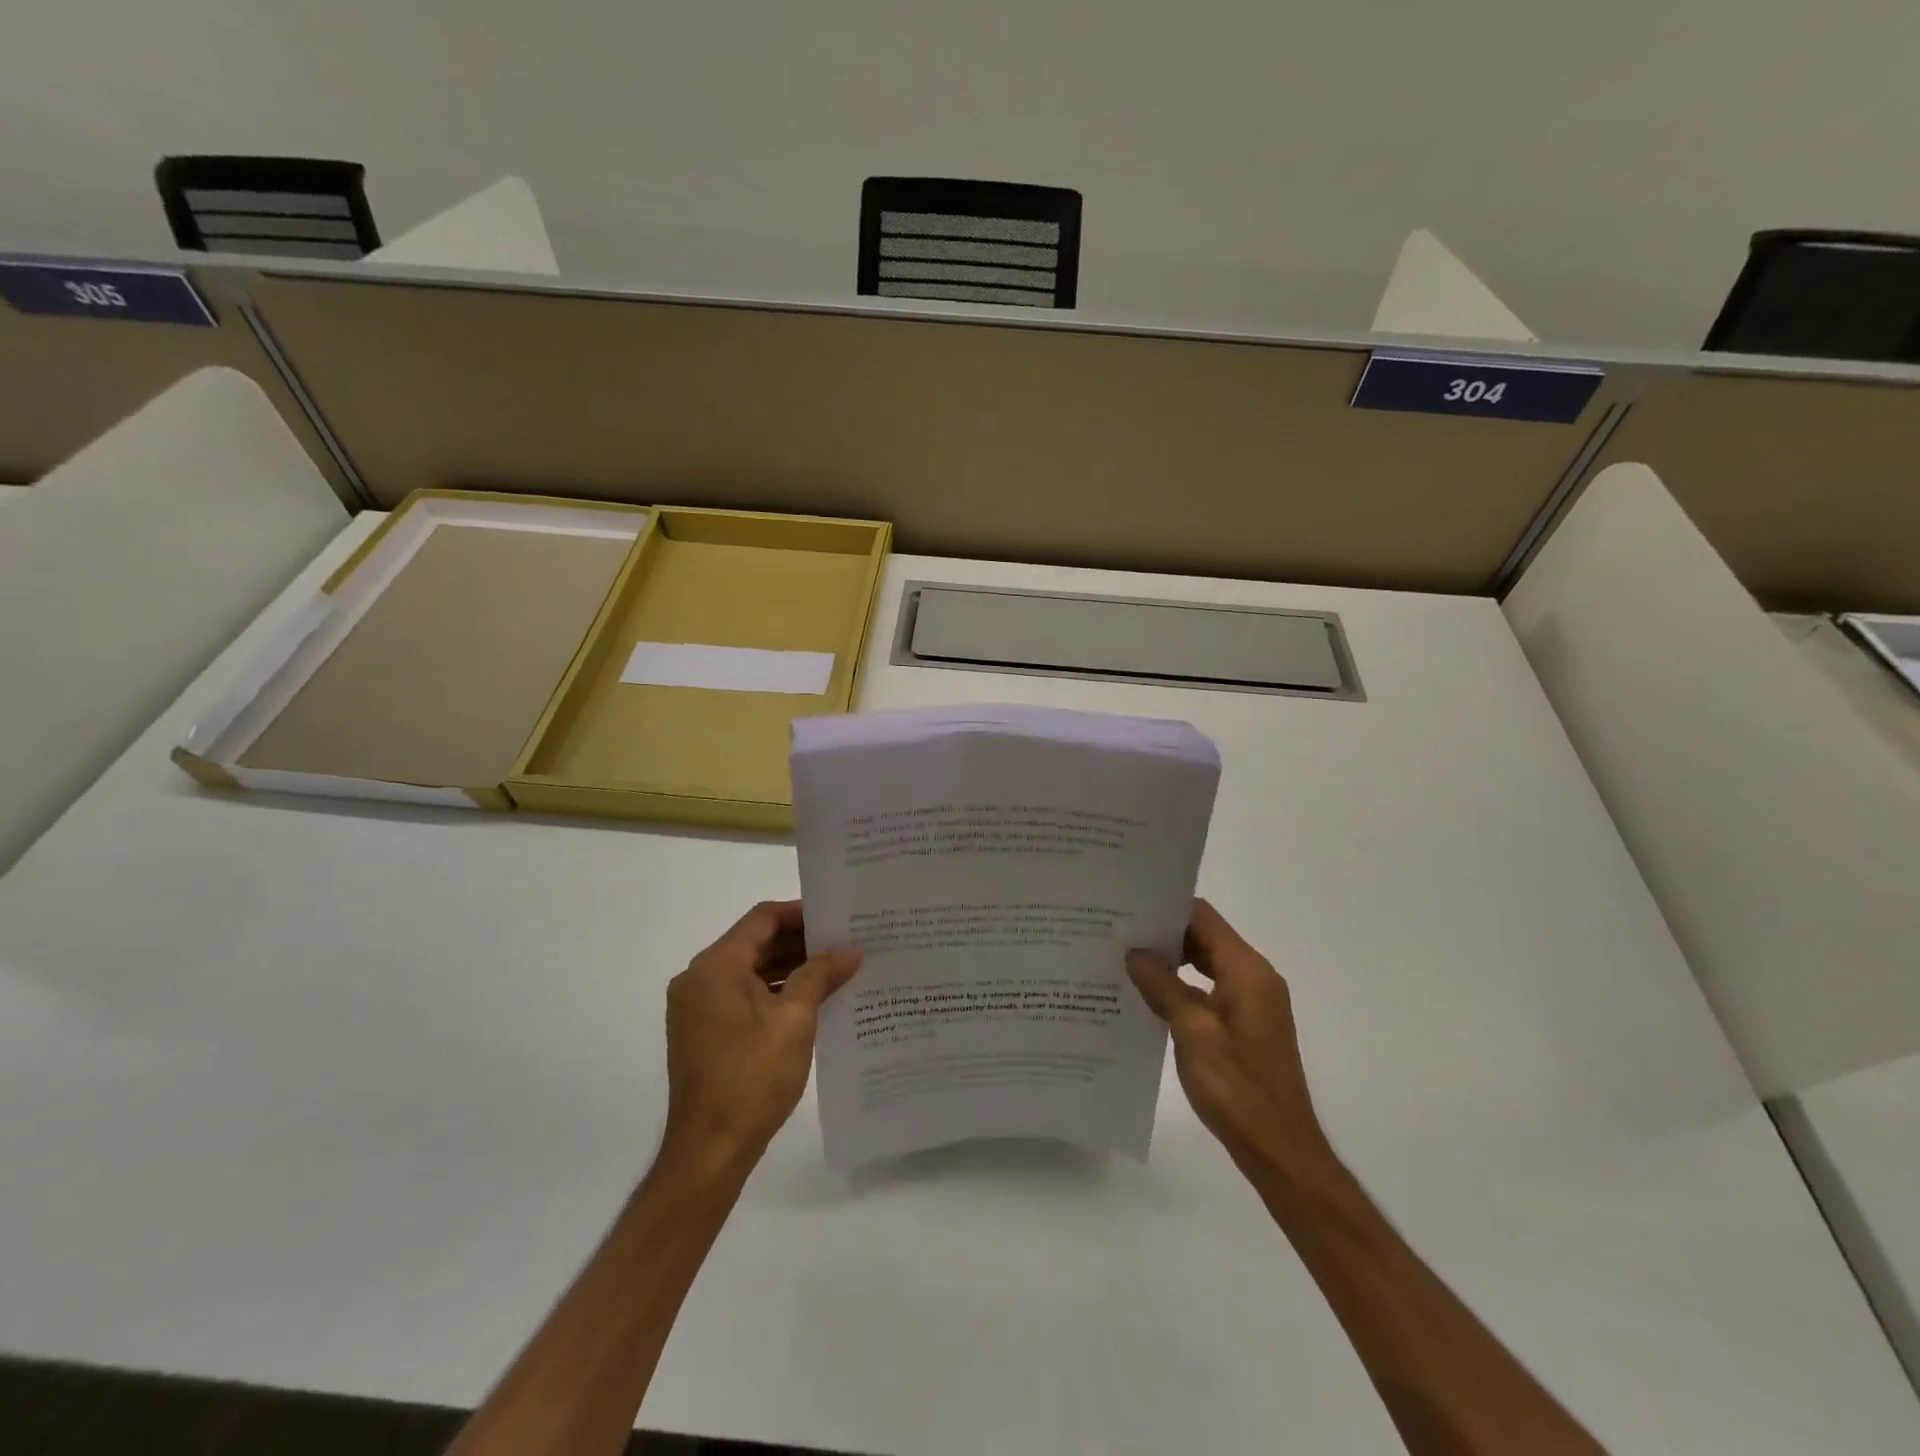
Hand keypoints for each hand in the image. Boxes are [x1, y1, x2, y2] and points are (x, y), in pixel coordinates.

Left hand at [662, 900, 861, 1172]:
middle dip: (800, 941)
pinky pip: (743, 995)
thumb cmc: (752, 1078)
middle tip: (845, 941)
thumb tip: (851, 949)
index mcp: (715, 967)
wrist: (709, 1151)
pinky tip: (812, 998)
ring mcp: (698, 1007)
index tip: (837, 918)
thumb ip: (821, 976)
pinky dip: (775, 991)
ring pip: (750, 970)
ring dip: (790, 967)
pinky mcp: (704, 1030)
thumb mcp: (795, 1020)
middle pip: (755, 943)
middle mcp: (700, 979)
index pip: (761, 920)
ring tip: (837, 968)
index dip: (800, 913)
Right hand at [1127, 900, 1328, 1169]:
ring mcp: (1253, 1001)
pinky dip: (1182, 985)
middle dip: (1164, 934)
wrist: (1278, 1148)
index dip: (1166, 909)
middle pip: (1205, 937)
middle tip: (1118, 933)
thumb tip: (1135, 952)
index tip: (1128, 909)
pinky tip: (1149, 996)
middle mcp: (1255, 977)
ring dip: (1172, 961)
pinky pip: (1210, 988)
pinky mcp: (1246, 1023)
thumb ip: (1162, 986)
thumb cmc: (1237, 1087)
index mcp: (1247, 971)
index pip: (1203, 918)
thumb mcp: (1192, 1031)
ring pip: (1206, 963)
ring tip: (1126, 960)